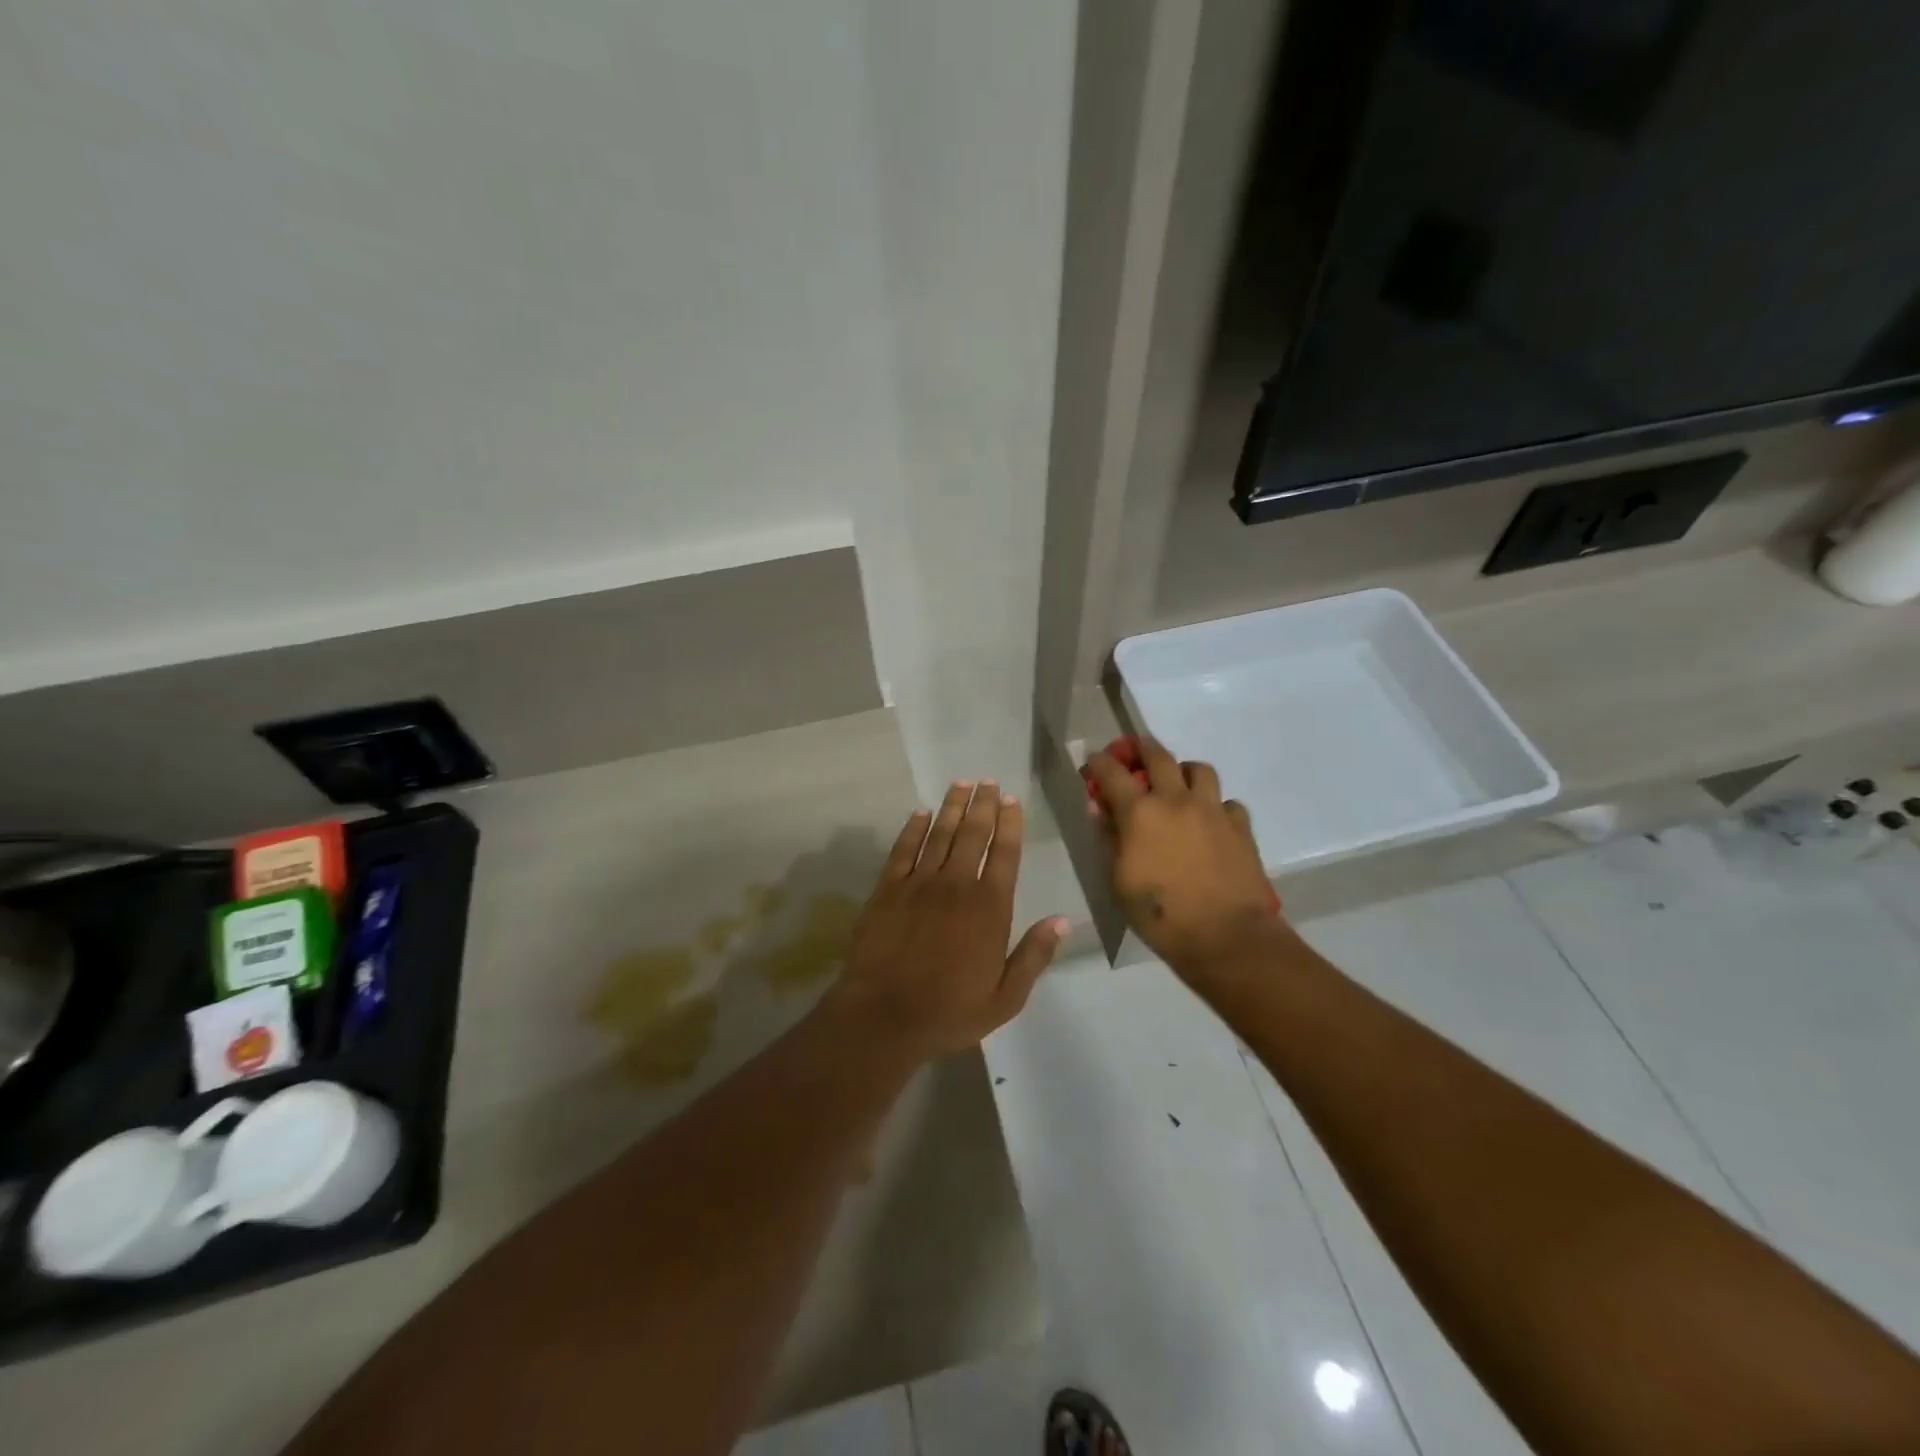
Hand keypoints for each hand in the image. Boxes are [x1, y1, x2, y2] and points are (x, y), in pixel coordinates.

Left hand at [829, 782, 1067, 1060]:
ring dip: (952, 807)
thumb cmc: (949, 1012)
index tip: (1011, 799)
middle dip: (983, 804)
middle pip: (972, 834)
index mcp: (989, 908)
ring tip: (961, 784)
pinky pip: (903, 850)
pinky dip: (913, 828)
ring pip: (939, 834)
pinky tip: (920, 813)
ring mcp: (918, 884)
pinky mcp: (887, 890)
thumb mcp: (1005, 997)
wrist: (883, 1017)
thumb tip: (1062, 920)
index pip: (1004, 854)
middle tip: (988, 780)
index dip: (1010, 824)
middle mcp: (956, 885)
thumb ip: (1034, 956)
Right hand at [1086, 738, 1287, 987]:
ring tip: (1178, 785)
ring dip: (1183, 771)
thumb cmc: (1160, 914)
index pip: (1112, 773)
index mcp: (1140, 813)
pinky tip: (1210, 823)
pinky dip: (1215, 806)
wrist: (1226, 936)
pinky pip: (1227, 802)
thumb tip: (1100, 809)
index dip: (1099, 762)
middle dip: (1141, 748)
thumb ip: (1108, 838)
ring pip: (1199, 769)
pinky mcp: (1240, 827)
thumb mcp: (1118, 881)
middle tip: (1134, 751)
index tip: (1093, 760)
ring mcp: (1212, 811)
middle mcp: (1176, 800)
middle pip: (1159, 756)